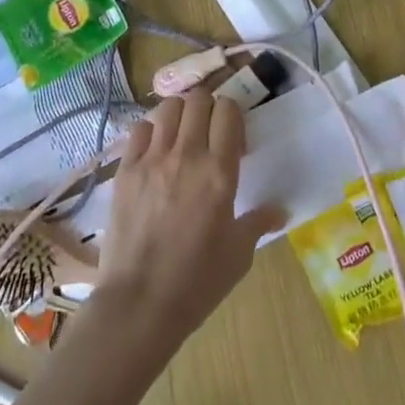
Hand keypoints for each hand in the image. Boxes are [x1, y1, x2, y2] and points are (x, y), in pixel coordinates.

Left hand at [92, 89, 283, 352]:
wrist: (139, 305)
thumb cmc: (197, 282)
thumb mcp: (239, 254)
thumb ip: (259, 222)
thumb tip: (281, 210)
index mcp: (219, 171)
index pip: (228, 110)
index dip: (233, 117)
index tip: (234, 143)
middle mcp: (186, 155)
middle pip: (198, 99)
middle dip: (208, 109)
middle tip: (209, 135)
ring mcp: (151, 160)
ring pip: (167, 107)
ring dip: (180, 115)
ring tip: (181, 138)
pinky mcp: (124, 170)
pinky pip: (138, 130)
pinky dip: (150, 132)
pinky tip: (154, 153)